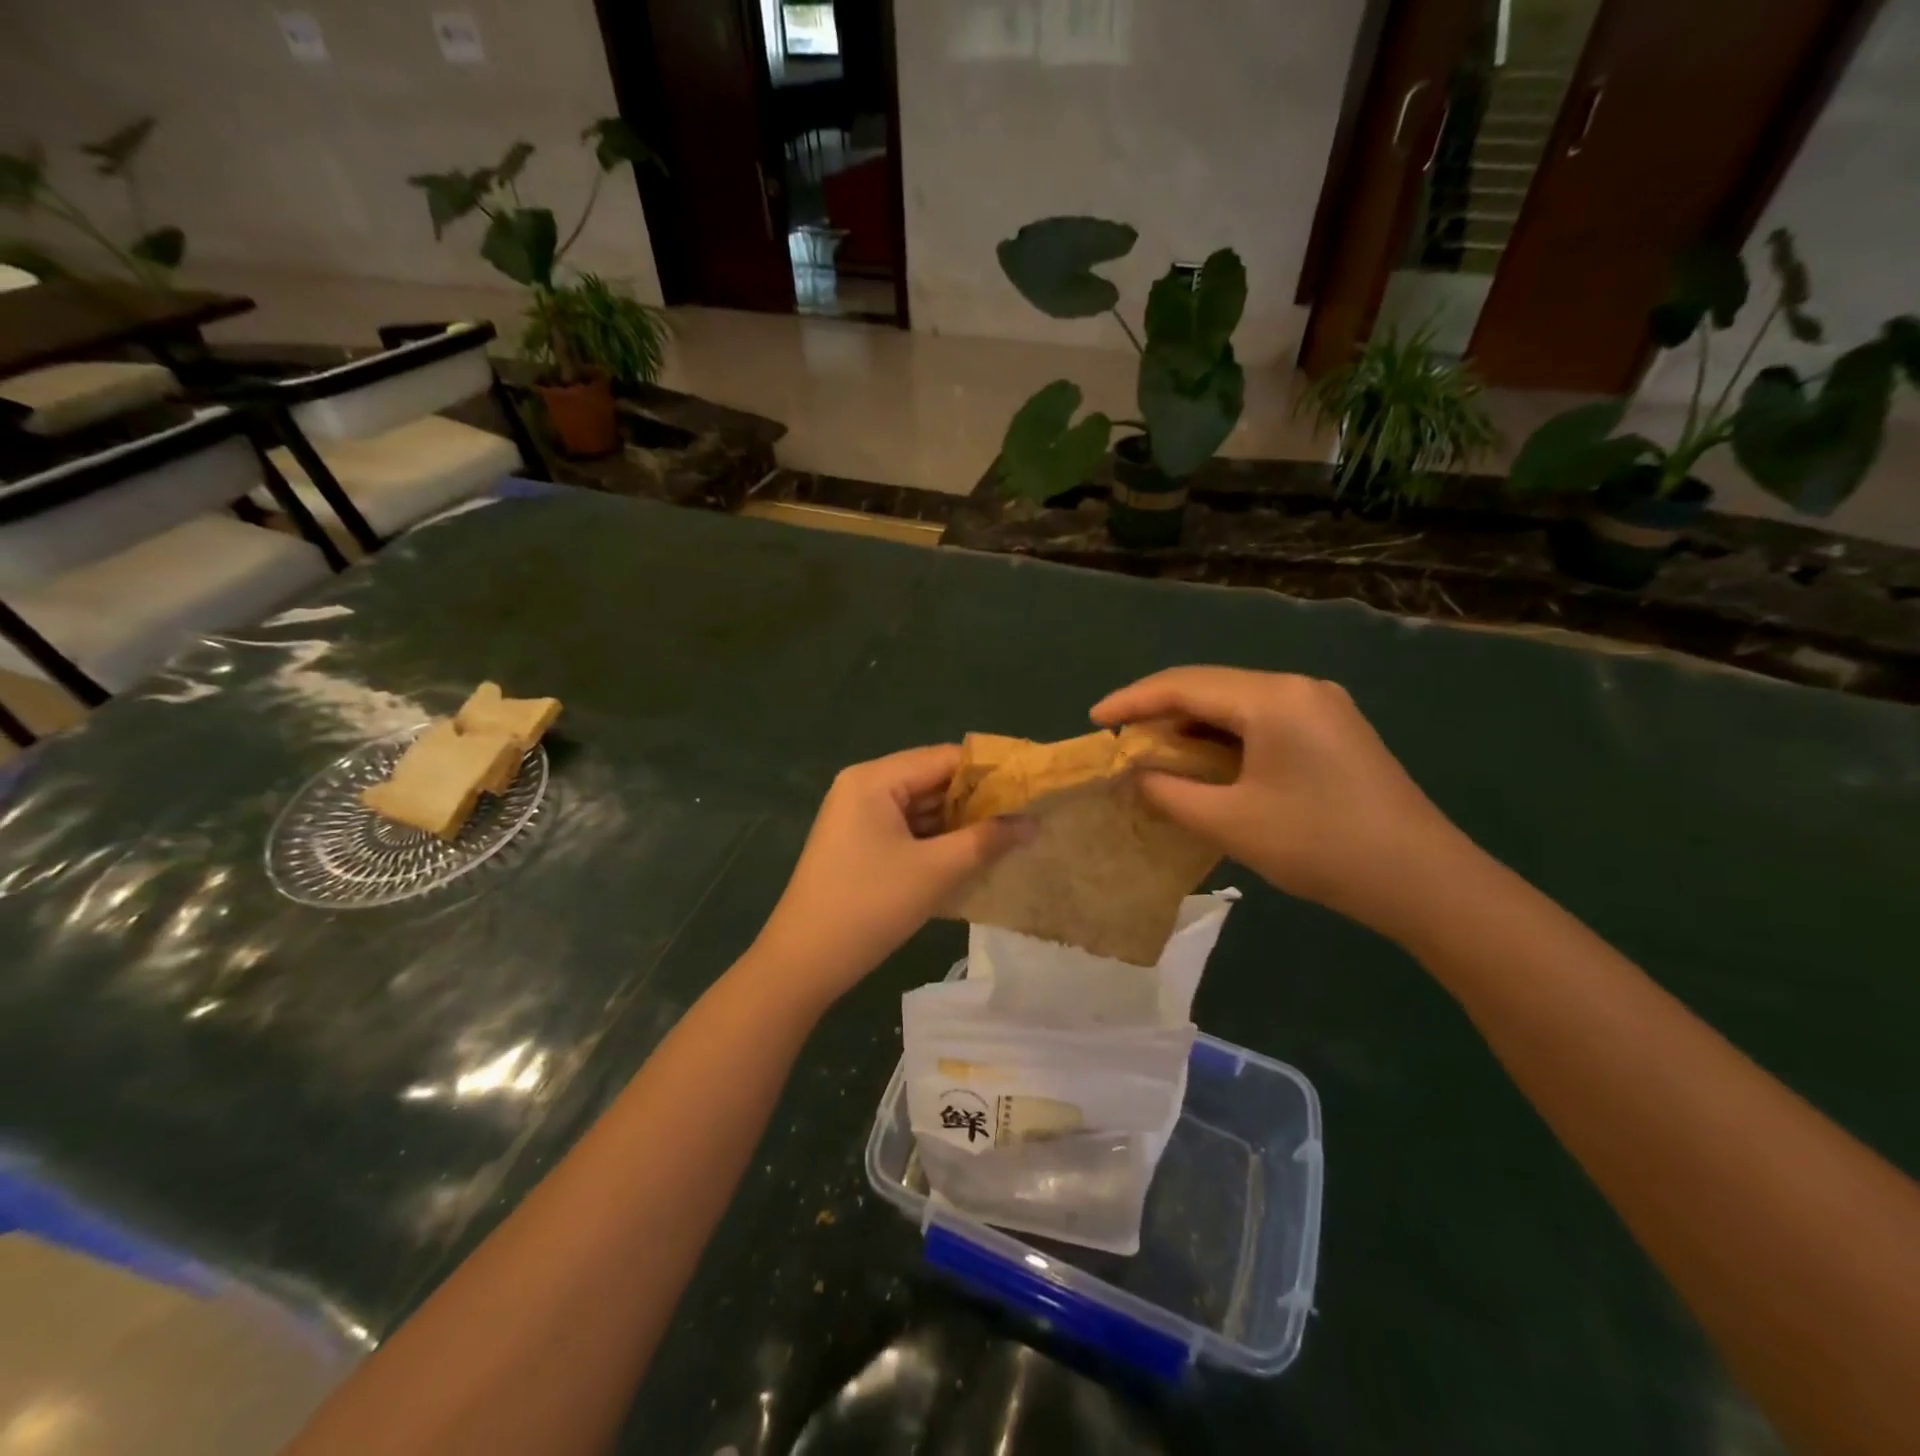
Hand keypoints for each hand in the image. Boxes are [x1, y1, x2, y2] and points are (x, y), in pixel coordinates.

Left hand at [748, 745, 1032, 1004]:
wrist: (802, 963)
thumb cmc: (870, 906)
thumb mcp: (936, 871)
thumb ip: (987, 840)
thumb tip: (1033, 822)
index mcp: (875, 779)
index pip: (944, 759)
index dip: (991, 771)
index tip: (1032, 786)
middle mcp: (863, 787)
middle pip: (932, 780)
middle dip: (977, 800)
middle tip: (1027, 815)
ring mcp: (857, 817)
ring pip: (921, 808)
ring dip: (959, 822)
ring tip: (1009, 836)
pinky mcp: (858, 844)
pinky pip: (906, 830)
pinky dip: (937, 840)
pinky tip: (971, 855)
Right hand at [1093, 667, 1474, 940]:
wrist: (1424, 880)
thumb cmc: (1320, 846)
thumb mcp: (1231, 822)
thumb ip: (1170, 792)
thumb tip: (1136, 773)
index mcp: (1272, 698)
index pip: (1184, 686)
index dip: (1132, 700)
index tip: (1093, 720)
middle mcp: (1297, 688)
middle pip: (1210, 687)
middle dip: (1159, 712)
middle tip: (1120, 741)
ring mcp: (1320, 706)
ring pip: (1235, 703)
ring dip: (1191, 726)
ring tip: (1153, 753)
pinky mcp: (1332, 730)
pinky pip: (1261, 720)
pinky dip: (1223, 737)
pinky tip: (1204, 762)